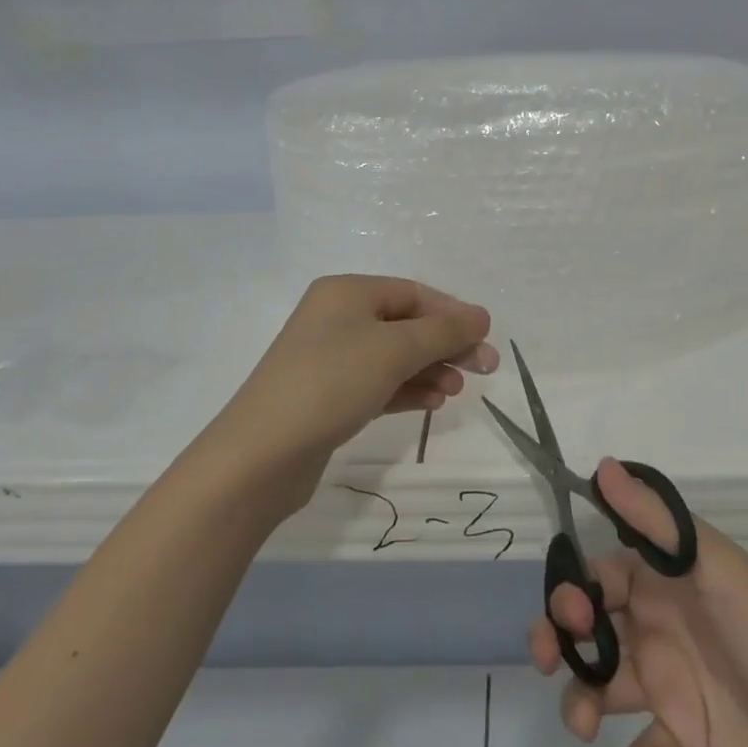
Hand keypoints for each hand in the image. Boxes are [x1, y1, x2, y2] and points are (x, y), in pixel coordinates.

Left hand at [216, 275, 495, 494]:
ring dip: (429, 369)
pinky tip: (432, 403)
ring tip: (457, 390)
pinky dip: (406, 389)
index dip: (453, 313)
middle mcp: (336, 317)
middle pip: (406, 324)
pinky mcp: (327, 395)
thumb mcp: (394, 350)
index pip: (414, 293)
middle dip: (446, 344)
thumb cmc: (332, 382)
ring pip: (393, 356)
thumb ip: (443, 331)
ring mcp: (329, 358)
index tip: (486, 339)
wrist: (261, 455)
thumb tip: (481, 316)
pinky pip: (377, 382)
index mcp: (347, 292)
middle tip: (485, 369)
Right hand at [530, 460, 747, 746]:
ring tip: (585, 724)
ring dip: (580, 702)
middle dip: (558, 639)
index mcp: (661, 583)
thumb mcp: (712, 565)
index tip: (568, 610)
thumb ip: (655, 520)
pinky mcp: (681, 744)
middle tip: (551, 659)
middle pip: (588, 628)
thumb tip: (602, 467)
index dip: (574, 587)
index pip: (599, 575)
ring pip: (601, 687)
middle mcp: (656, 629)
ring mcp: (666, 688)